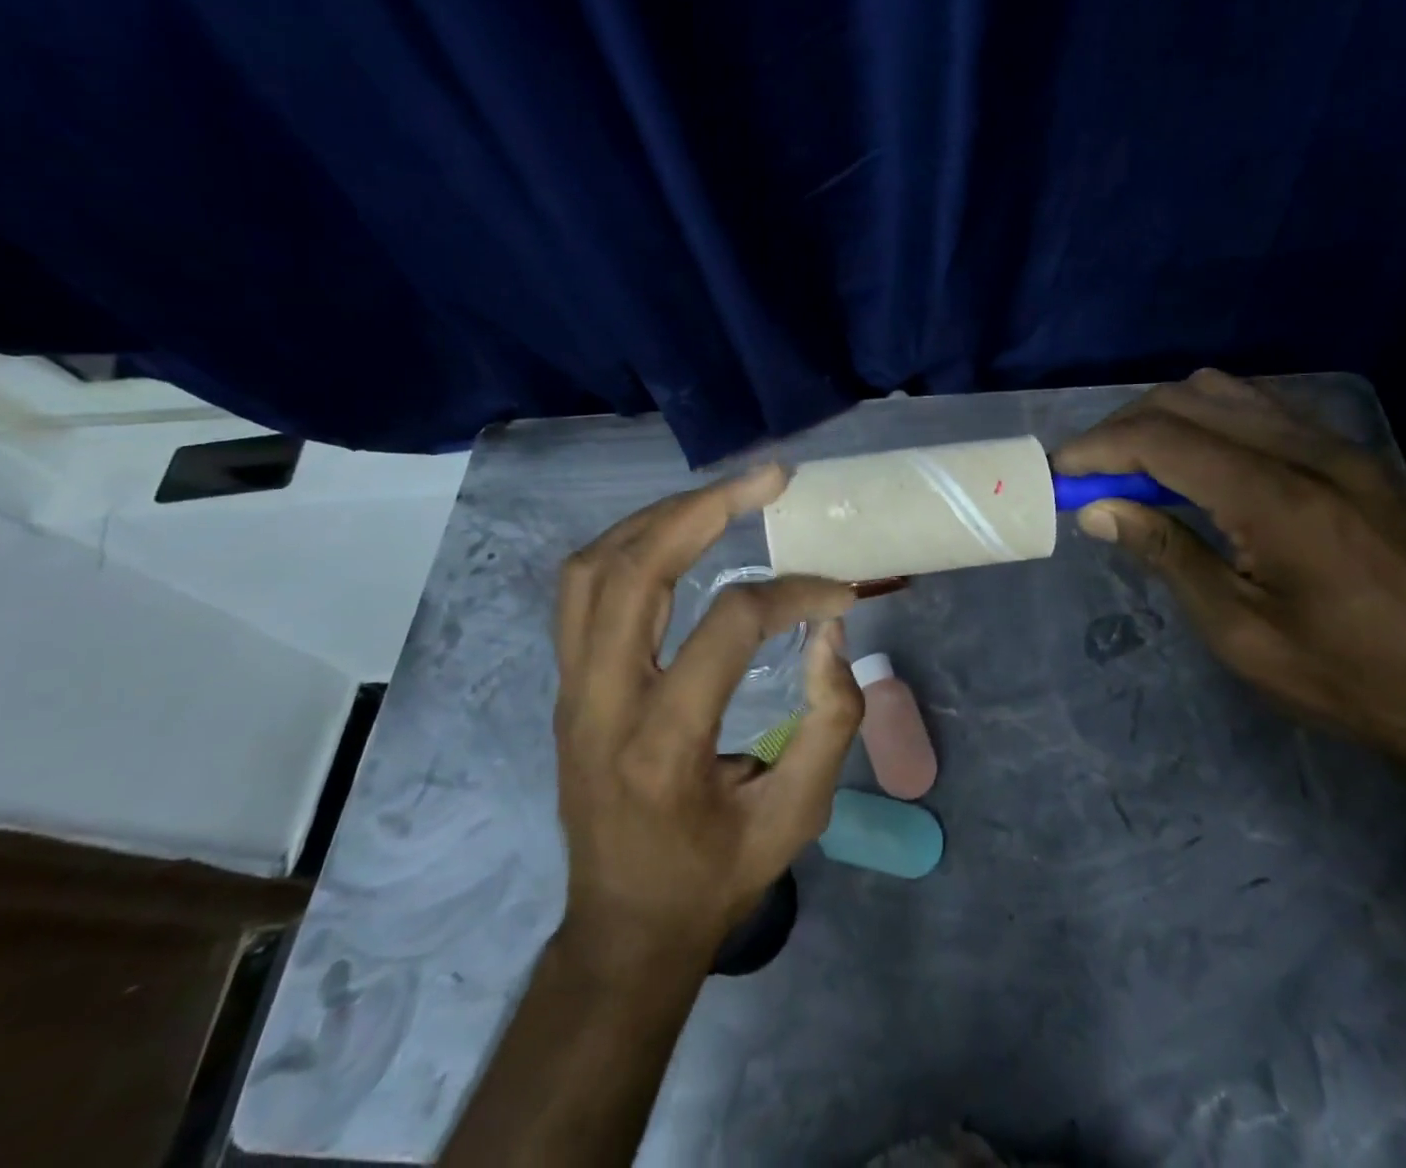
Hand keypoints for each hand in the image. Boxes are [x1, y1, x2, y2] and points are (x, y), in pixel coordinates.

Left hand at [552, 464, 864, 968]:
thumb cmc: (715, 877)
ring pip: (593, 568)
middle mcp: (602, 703)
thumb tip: (827, 630)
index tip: (839, 591)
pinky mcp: (566, 684)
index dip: (793, 593)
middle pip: (635, 571)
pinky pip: (581, 589)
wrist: (623, 928)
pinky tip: (673, 535)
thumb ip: (829, 720)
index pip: (728, 625)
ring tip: (721, 497)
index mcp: (663, 745)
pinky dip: (629, 545)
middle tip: (767, 478)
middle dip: (705, 509)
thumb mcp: (796, 816)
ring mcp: (572, 689)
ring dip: (660, 517)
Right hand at [1053, 370, 1405, 783]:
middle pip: (1187, 401)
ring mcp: (1337, 447)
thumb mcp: (1240, 632)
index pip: (1162, 439)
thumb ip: (1166, 554)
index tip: (1057, 472)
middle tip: (1087, 475)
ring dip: (1164, 419)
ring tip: (1132, 468)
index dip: (1098, 448)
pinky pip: (1260, 409)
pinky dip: (1208, 421)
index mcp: (1277, 499)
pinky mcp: (1351, 457)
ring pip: (1224, 394)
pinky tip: (1194, 464)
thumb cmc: (1348, 679)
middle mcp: (1308, 452)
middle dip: (1122, 429)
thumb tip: (1097, 510)